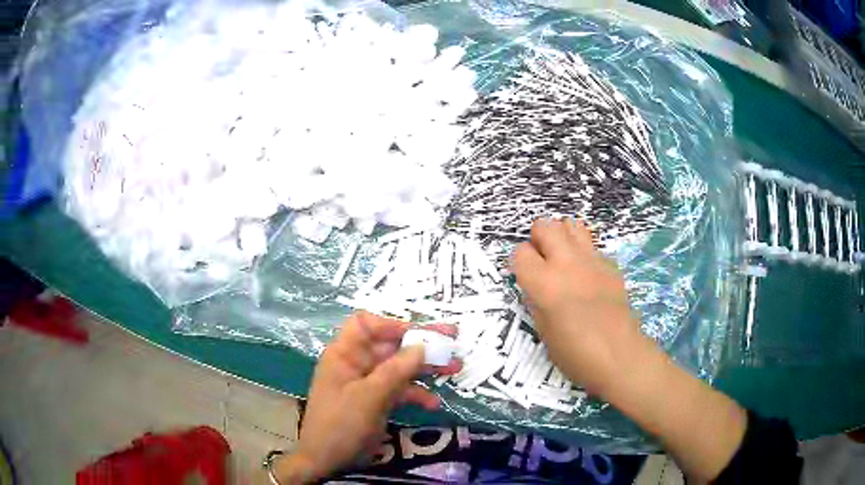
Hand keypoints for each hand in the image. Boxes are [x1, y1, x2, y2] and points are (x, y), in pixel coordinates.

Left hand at [273, 312, 459, 483]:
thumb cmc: (341, 424)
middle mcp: (357, 363)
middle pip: (390, 345)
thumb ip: (396, 370)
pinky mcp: (376, 401)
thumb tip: (423, 346)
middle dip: (421, 344)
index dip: (391, 324)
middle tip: (453, 340)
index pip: (366, 324)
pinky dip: (416, 394)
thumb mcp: (369, 397)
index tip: (420, 334)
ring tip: (455, 368)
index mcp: (345, 354)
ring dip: (425, 368)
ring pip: (399, 367)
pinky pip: (399, 390)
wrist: (327, 460)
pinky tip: (434, 404)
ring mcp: (368, 383)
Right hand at [511, 218, 643, 395]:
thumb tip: (534, 285)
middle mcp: (566, 263)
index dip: (519, 263)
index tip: (524, 276)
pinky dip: (583, 253)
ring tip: (563, 259)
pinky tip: (586, 275)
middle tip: (543, 262)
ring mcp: (591, 261)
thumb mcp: (543, 331)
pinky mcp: (610, 265)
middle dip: (538, 239)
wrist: (619, 355)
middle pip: (544, 226)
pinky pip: (591, 246)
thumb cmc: (575, 353)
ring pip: (571, 225)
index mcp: (544, 283)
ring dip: (562, 237)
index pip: (520, 252)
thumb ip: (536, 300)